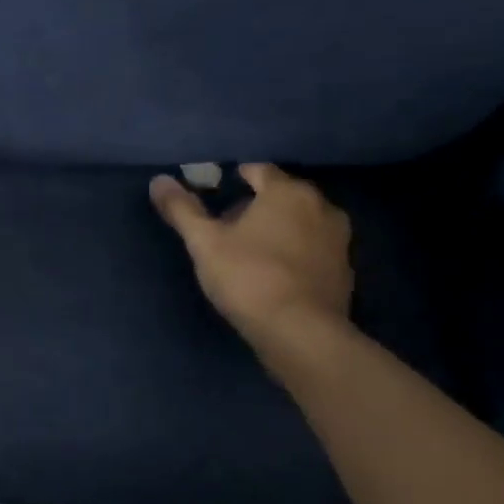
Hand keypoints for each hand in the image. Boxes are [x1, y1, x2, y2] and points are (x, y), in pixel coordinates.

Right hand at [150, 163, 354, 364]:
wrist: (301, 334)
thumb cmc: (249, 277)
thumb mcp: (204, 242)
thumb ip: (182, 209)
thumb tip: (158, 181)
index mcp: (288, 192)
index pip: (260, 170)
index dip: (237, 178)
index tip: (217, 194)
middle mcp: (322, 207)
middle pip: (283, 196)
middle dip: (257, 205)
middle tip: (228, 227)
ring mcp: (339, 241)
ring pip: (301, 223)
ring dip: (278, 230)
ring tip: (249, 252)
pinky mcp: (345, 272)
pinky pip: (313, 250)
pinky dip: (295, 254)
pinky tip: (274, 275)